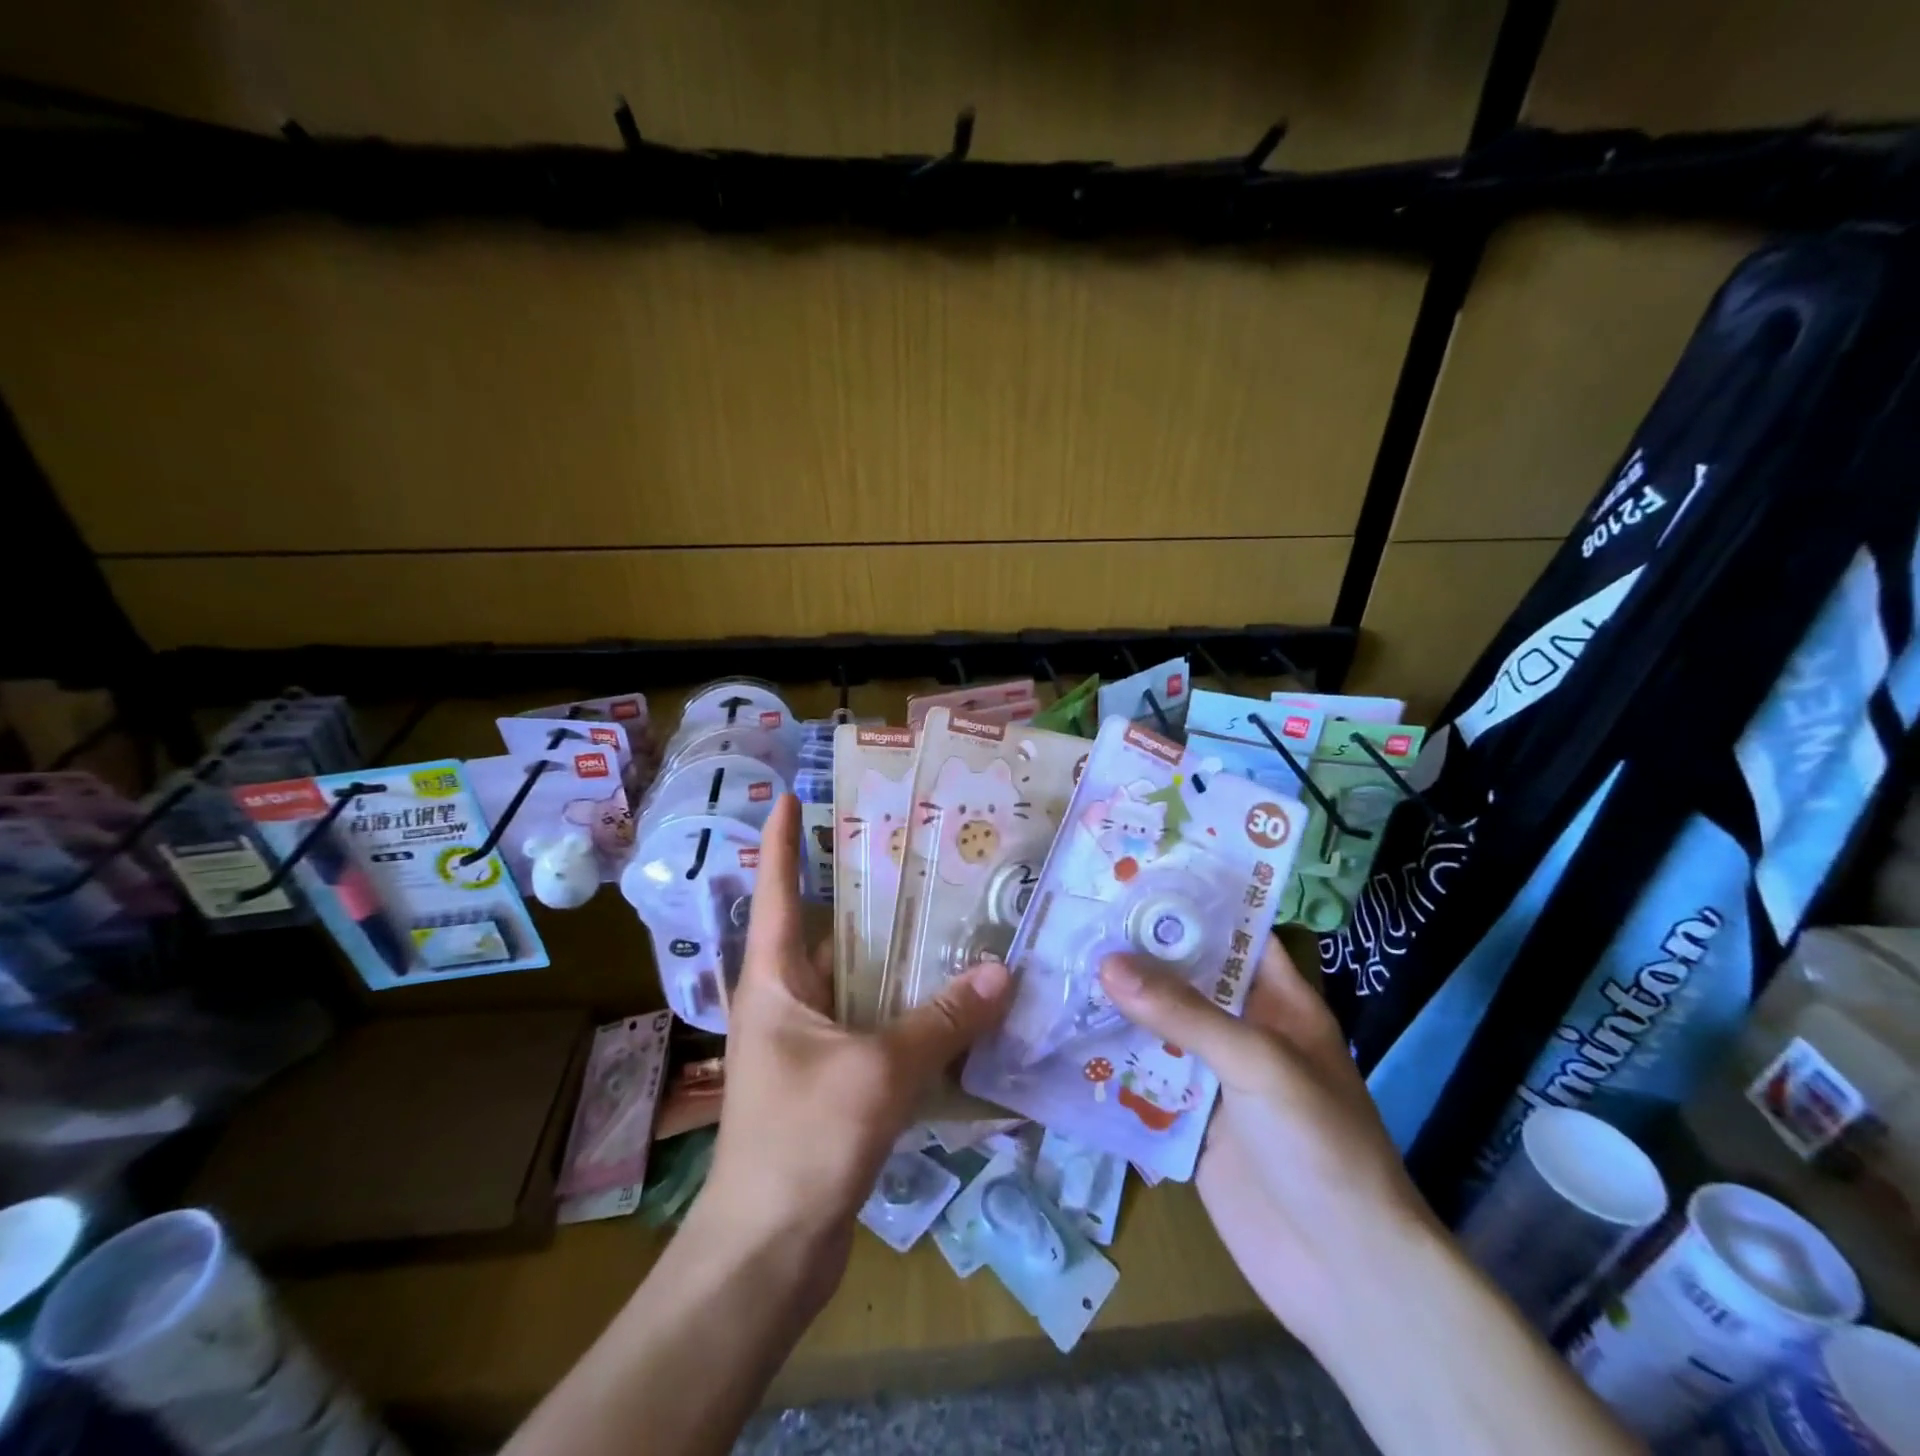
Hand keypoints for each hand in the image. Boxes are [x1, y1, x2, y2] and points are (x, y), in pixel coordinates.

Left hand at [692, 795, 1014, 1280]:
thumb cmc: (803, 1141)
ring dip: (898, 957)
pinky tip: (953, 1002)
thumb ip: (941, 1020)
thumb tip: (1001, 972)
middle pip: (829, 930)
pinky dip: (908, 1009)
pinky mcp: (833, 1078)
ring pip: (859, 980)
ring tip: (953, 918)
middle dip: (869, 894)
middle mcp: (787, 999)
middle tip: (923, 855)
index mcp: (775, 978)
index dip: (783, 840)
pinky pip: (874, 1025)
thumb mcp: (877, 1071)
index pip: (776, 890)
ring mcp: (809, 1041)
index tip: (793, 794)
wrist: (768, 1252)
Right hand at [1098, 934, 1435, 1346]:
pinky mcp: (1188, 1123)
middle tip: (1077, 916)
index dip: (1192, 904)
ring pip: (1158, 1028)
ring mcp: (1215, 1078)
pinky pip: (1144, 1080)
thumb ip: (1184, 1012)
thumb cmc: (1319, 1145)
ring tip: (1057, 965)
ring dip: (1116, 1007)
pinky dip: (1111, 1063)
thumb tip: (1107, 963)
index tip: (1133, 876)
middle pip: (1186, 980)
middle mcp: (1245, 1032)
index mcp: (1279, 1003)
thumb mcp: (1258, 1062)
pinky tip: (1062, 1039)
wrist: (1342, 1274)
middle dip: (1138, 954)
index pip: (1235, 934)